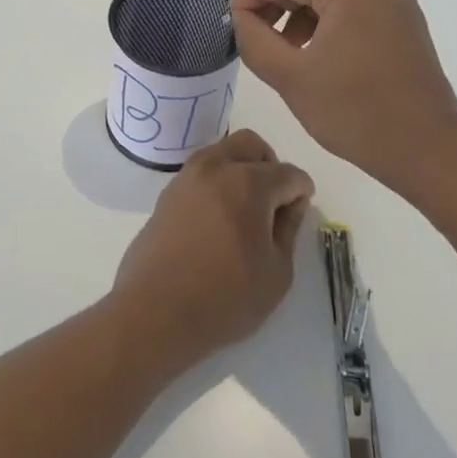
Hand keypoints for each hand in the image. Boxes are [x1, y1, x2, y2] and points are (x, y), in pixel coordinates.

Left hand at [110, 130, 313, 366]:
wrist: (155, 313)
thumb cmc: (225, 298)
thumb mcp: (277, 272)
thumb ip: (288, 229)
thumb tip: (290, 204)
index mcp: (248, 182)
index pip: (288, 173)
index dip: (301, 192)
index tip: (300, 213)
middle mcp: (215, 168)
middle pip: (251, 144)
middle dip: (270, 165)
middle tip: (275, 202)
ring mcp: (186, 178)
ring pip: (222, 152)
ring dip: (240, 169)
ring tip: (246, 211)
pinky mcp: (166, 195)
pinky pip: (200, 173)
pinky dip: (216, 182)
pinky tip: (219, 220)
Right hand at [231, 0, 456, 194]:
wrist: (427, 151)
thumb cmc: (355, 113)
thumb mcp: (290, 76)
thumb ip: (254, 39)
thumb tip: (240, 16)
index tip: (231, 24)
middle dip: (273, 2)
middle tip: (251, 36)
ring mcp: (395, 2)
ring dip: (298, 14)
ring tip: (281, 50)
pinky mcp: (403, 24)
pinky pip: (353, 9)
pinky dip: (325, 23)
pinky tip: (313, 55)